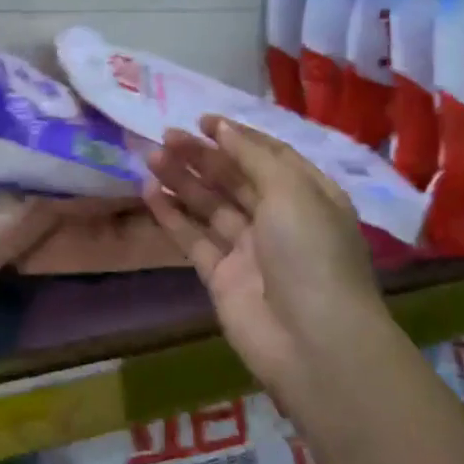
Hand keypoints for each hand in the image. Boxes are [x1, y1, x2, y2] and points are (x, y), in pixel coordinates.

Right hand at [143, 116, 388, 401]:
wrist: (314, 342)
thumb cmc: (311, 253)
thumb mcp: (292, 191)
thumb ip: (253, 157)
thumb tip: (224, 128)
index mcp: (308, 196)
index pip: (269, 156)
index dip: (237, 137)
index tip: (203, 121)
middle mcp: (280, 220)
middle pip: (235, 179)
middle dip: (202, 157)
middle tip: (166, 136)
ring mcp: (249, 250)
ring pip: (210, 207)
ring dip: (182, 181)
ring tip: (151, 157)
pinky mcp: (222, 277)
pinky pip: (194, 240)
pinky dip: (172, 217)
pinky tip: (149, 193)